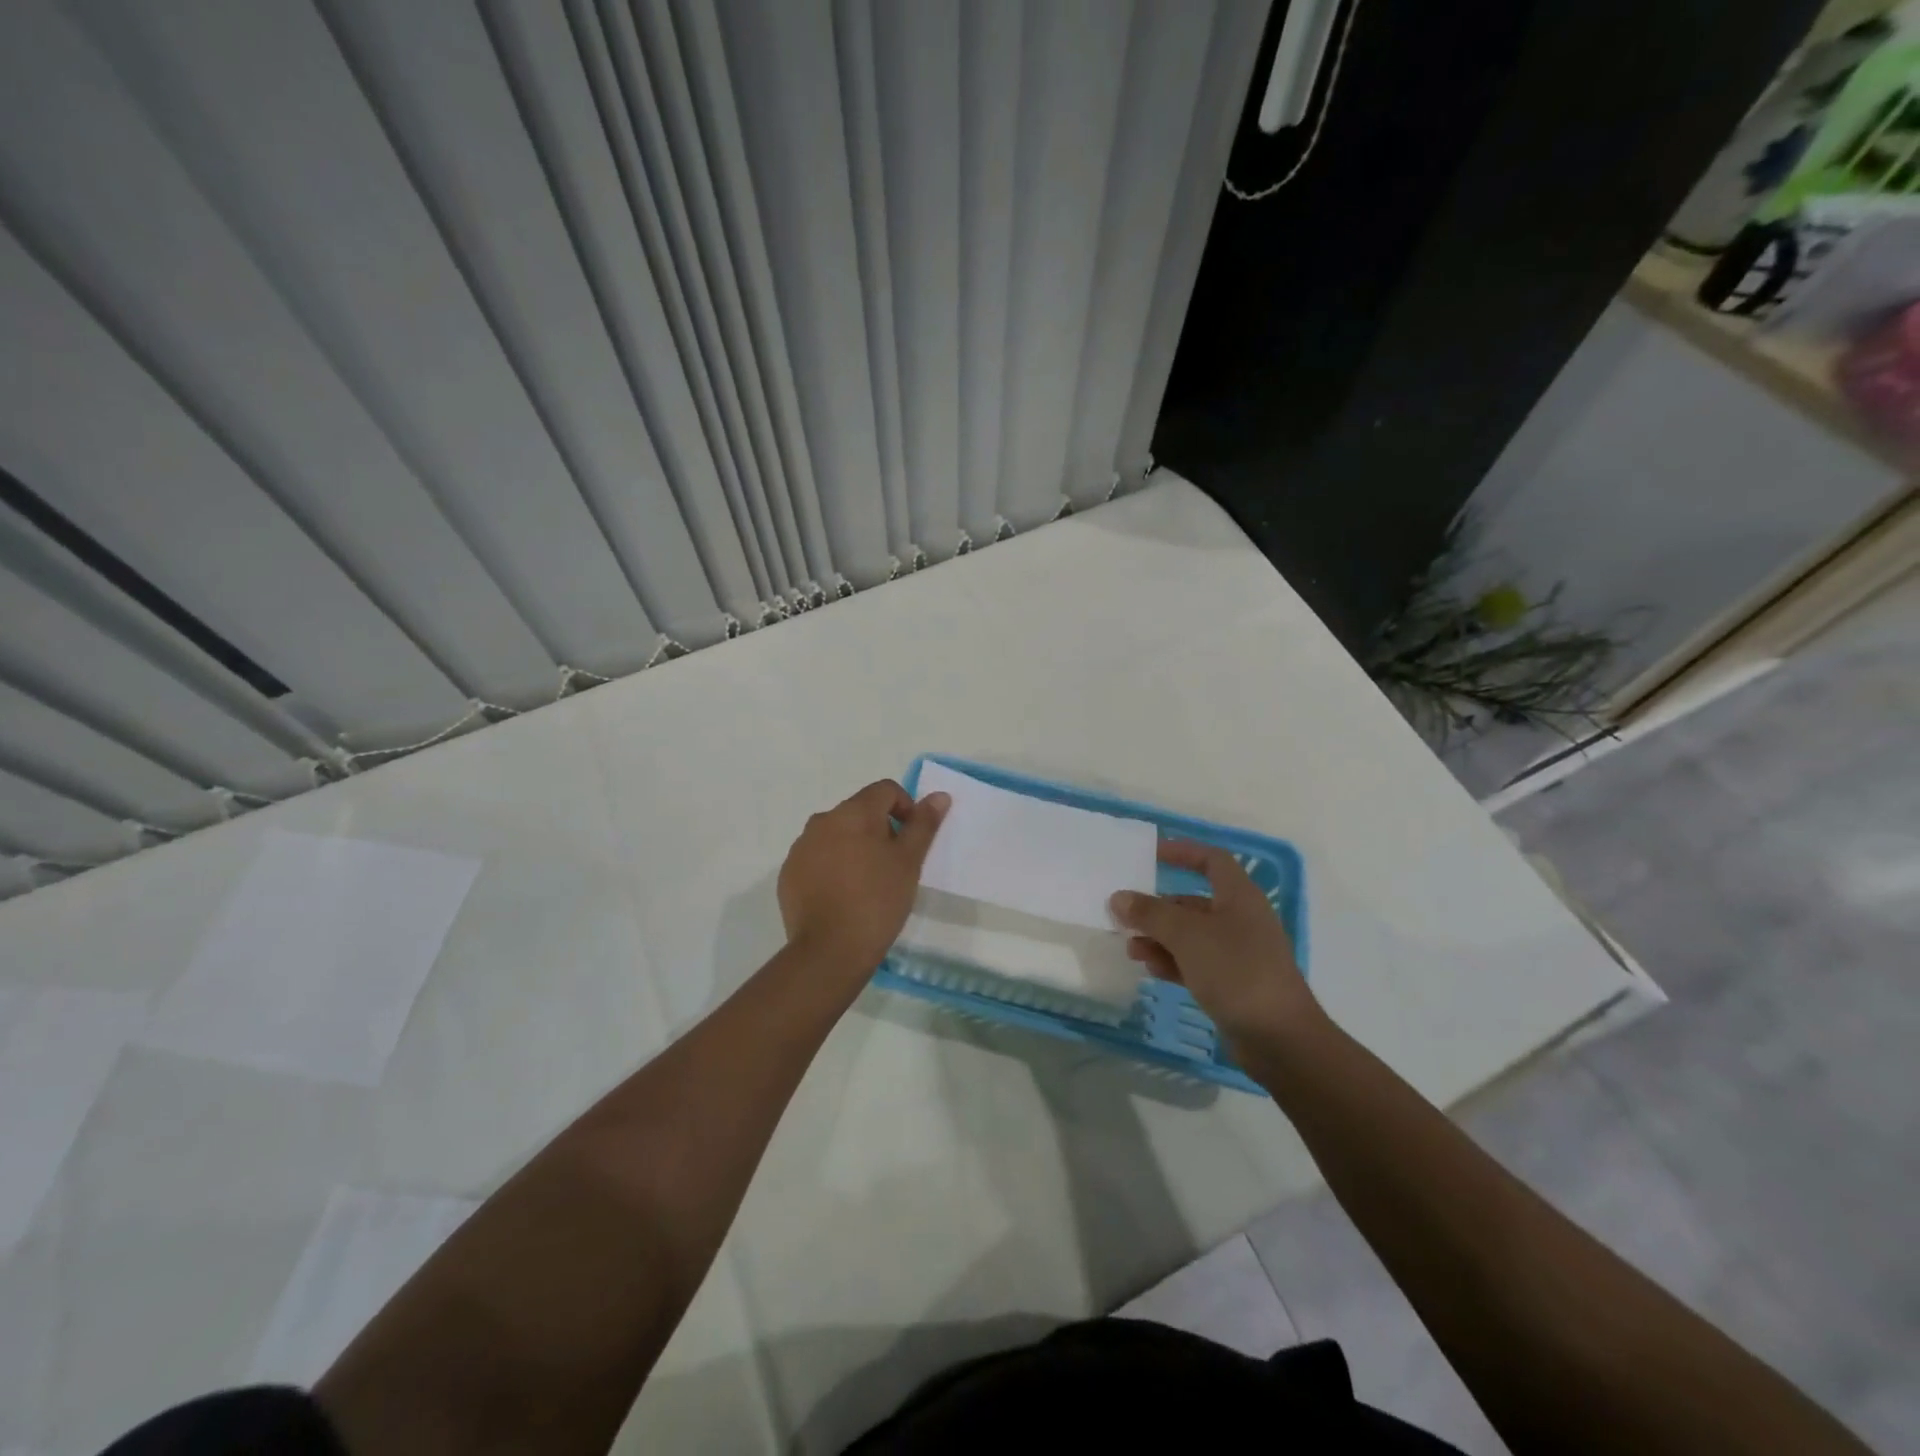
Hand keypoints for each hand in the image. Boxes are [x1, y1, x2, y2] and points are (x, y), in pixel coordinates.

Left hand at [777, 780, 948, 974]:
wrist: (829, 951)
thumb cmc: (877, 901)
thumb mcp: (909, 862)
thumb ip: (923, 825)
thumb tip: (939, 796)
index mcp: (852, 812)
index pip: (885, 790)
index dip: (905, 808)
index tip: (912, 841)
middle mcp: (821, 821)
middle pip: (859, 812)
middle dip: (880, 830)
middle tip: (894, 866)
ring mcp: (800, 848)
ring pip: (836, 835)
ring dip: (855, 848)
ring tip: (868, 884)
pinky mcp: (788, 875)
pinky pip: (817, 859)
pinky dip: (833, 868)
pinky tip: (843, 897)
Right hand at [1109, 839, 1320, 1051]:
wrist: (1280, 1039)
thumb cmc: (1236, 971)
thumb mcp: (1187, 935)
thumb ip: (1150, 913)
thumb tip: (1119, 897)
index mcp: (1239, 897)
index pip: (1211, 860)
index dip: (1182, 852)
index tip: (1150, 854)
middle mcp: (1240, 920)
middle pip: (1193, 902)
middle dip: (1158, 907)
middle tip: (1126, 916)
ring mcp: (1238, 954)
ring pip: (1191, 935)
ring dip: (1160, 937)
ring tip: (1132, 949)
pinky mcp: (1233, 984)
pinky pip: (1196, 963)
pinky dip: (1172, 961)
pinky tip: (1151, 968)